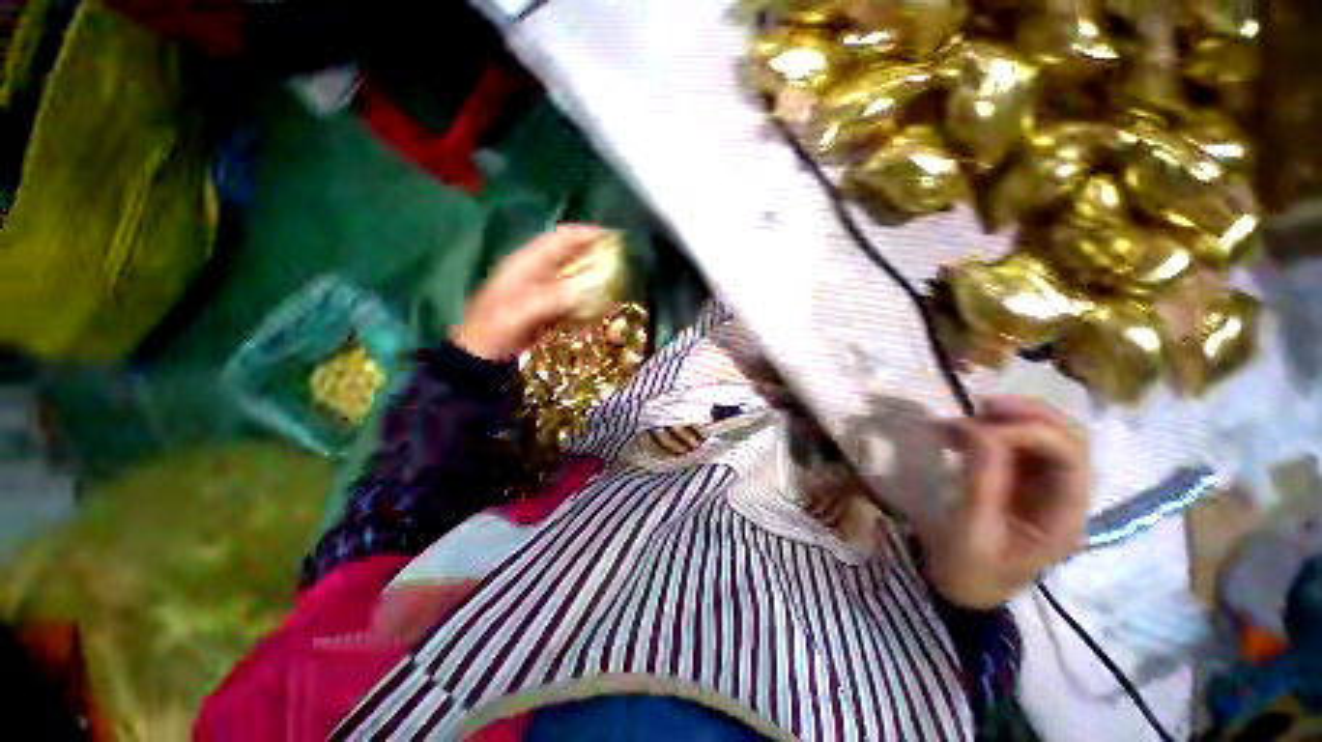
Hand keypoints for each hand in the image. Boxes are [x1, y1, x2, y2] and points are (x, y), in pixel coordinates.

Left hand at [452, 225, 604, 361]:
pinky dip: (587, 297)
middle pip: (570, 255)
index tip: (613, 238)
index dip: (586, 234)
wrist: (481, 355)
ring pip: (573, 275)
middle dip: (595, 255)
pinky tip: (600, 305)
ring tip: (617, 282)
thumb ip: (554, 298)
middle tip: (622, 262)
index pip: (560, 238)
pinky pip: (572, 296)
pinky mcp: (546, 307)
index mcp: (527, 262)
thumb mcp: (522, 312)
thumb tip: (589, 289)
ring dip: (594, 277)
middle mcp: (536, 271)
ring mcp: (541, 289)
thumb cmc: (496, 329)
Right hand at [918, 396, 1090, 609]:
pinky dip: (987, 429)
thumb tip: (979, 431)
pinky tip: (958, 430)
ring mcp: (1040, 486)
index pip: (1071, 458)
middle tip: (980, 407)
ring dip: (1009, 417)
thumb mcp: (972, 533)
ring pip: (1043, 434)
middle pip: (1067, 438)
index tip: (979, 431)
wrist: (960, 589)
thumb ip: (982, 484)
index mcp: (1065, 516)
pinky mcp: (1016, 480)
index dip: (1031, 433)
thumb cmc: (969, 570)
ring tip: (966, 416)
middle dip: (1027, 415)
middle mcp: (1063, 495)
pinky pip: (1012, 444)